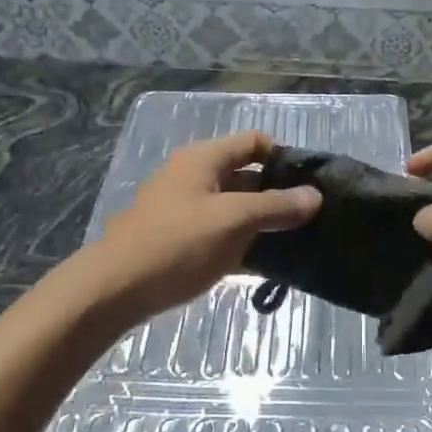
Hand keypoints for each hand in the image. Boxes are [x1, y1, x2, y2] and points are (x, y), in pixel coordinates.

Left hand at [82, 131, 320, 323]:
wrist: (116, 289)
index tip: (311, 185)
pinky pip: (220, 234)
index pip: (254, 142)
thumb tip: (316, 195)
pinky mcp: (180, 240)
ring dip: (262, 222)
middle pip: (246, 175)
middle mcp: (194, 177)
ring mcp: (185, 210)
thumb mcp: (235, 220)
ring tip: (296, 242)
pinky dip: (242, 243)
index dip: (284, 157)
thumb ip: (277, 206)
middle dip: (277, 194)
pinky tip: (265, 265)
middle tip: (310, 219)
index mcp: (204, 159)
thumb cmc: (178, 244)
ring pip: (234, 208)